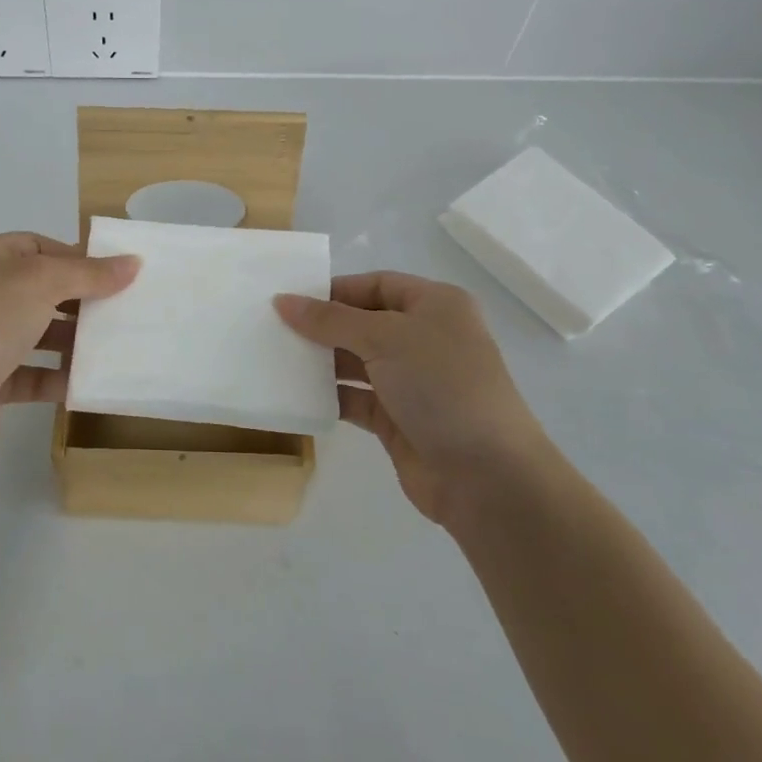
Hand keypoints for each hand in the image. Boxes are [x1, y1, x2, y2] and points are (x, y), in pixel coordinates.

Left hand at [0, 233, 138, 461]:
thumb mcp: (42, 281)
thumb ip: (89, 273)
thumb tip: (133, 262)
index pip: (39, 247)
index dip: (77, 257)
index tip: (116, 273)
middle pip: (42, 290)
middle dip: (80, 300)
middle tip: (123, 309)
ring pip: (38, 333)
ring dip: (72, 340)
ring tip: (114, 344)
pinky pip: (32, 374)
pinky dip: (58, 377)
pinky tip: (88, 380)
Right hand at [276, 272, 546, 525]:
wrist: (487, 476)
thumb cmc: (441, 386)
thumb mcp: (384, 338)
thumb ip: (330, 320)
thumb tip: (282, 300)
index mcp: (435, 305)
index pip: (376, 285)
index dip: (335, 290)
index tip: (290, 300)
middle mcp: (426, 338)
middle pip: (363, 322)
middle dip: (322, 326)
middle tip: (274, 328)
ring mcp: (413, 381)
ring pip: (357, 361)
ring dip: (322, 361)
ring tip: (277, 358)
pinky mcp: (398, 419)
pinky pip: (355, 398)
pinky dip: (329, 395)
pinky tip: (296, 394)